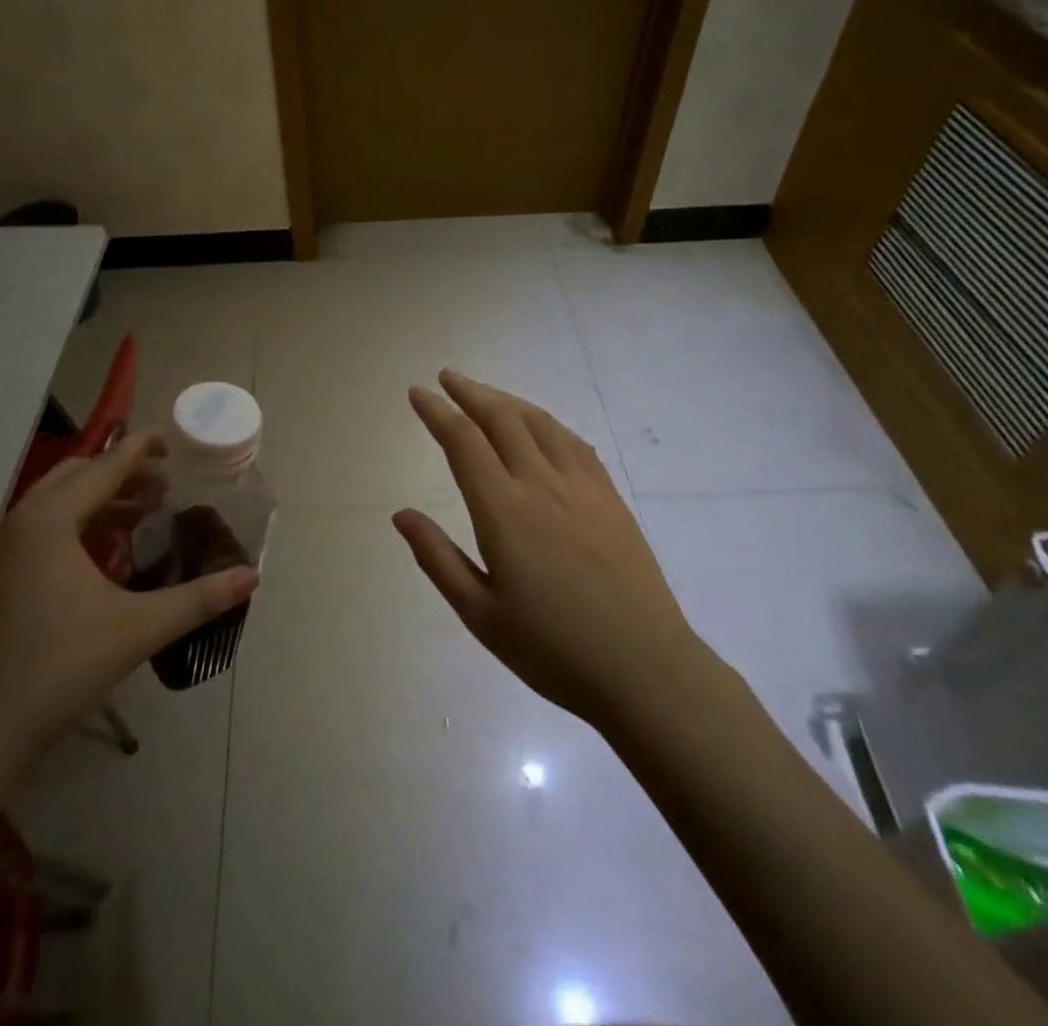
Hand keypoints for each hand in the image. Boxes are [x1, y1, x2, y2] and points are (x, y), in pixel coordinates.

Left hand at [0, 432, 257, 797]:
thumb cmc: (57, 671)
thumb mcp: (137, 630)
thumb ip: (198, 599)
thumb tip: (251, 577)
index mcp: (47, 521)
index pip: (104, 467)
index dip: (140, 449)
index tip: (171, 440)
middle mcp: (16, 524)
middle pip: (75, 477)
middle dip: (120, 474)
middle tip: (163, 485)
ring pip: (52, 505)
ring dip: (97, 501)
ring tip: (140, 517)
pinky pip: (36, 532)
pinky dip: (73, 527)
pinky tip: (100, 559)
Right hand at [394, 371, 708, 730]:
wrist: (645, 669)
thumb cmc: (553, 649)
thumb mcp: (480, 614)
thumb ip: (438, 558)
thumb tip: (402, 515)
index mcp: (503, 510)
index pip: (463, 442)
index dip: (438, 412)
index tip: (418, 393)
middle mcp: (541, 484)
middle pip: (501, 419)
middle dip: (470, 392)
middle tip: (447, 377)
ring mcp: (582, 486)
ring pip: (539, 423)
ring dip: (507, 401)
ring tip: (486, 394)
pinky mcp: (610, 497)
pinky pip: (574, 442)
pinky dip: (546, 422)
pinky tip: (541, 426)